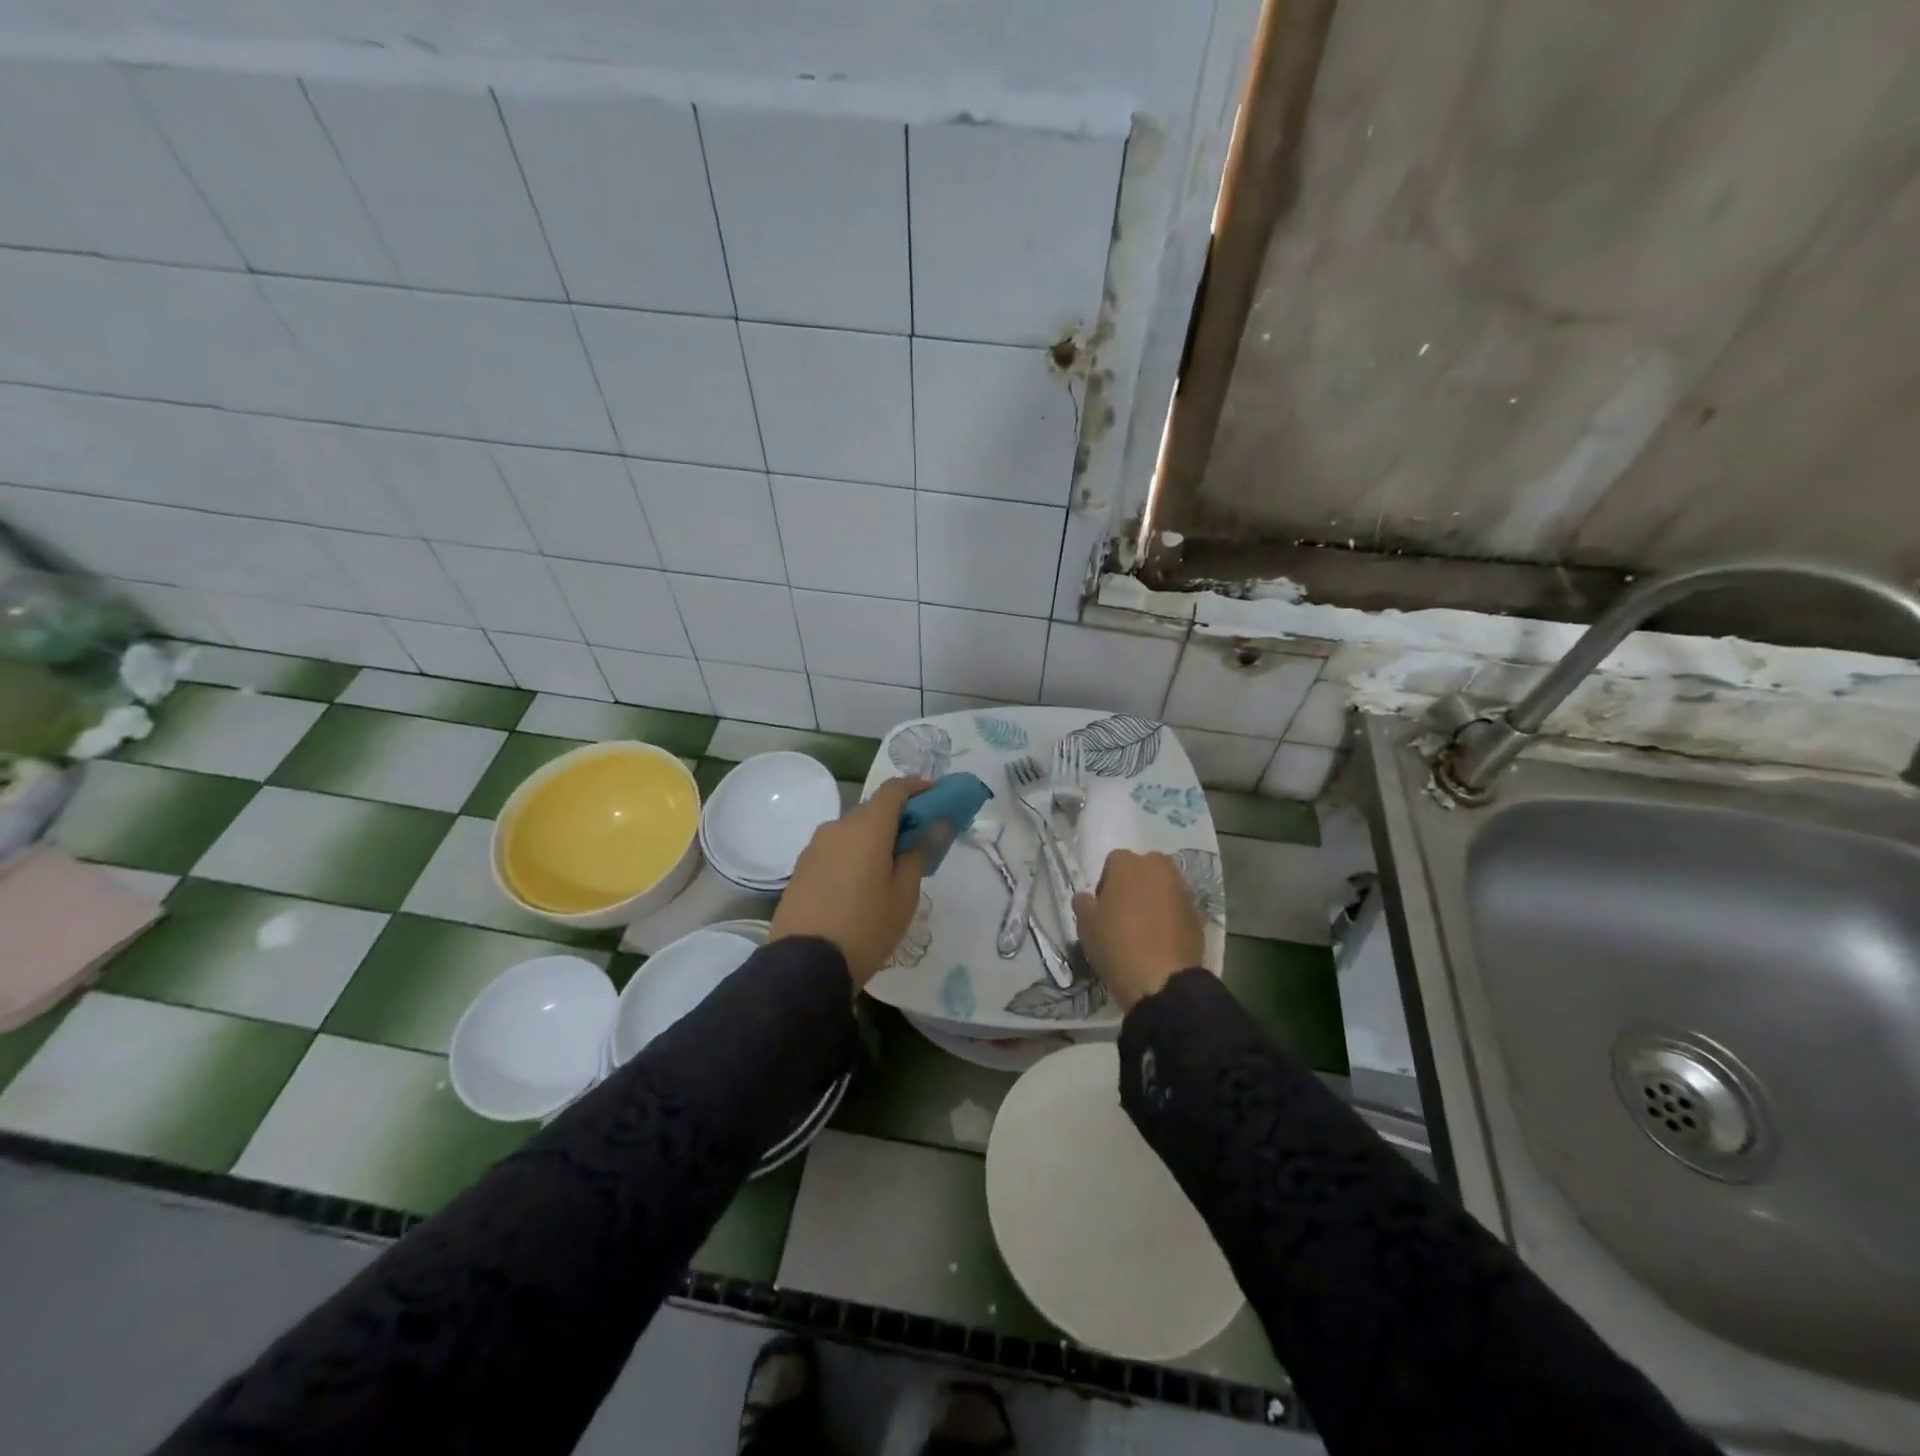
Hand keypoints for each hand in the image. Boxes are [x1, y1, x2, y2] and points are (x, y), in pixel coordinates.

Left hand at [772, 776, 930, 989]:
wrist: (804, 965)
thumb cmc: (866, 928)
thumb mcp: (904, 895)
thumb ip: (917, 853)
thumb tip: (932, 825)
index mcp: (866, 828)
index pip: (894, 789)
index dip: (917, 786)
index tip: (936, 794)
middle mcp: (837, 827)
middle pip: (872, 811)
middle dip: (897, 818)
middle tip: (918, 841)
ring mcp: (814, 847)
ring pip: (852, 831)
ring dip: (873, 838)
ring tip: (889, 869)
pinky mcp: (801, 867)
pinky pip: (835, 849)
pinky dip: (853, 854)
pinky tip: (861, 884)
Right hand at [1072, 850, 1203, 1010]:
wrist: (1163, 981)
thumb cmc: (1117, 945)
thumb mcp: (1086, 925)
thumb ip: (1083, 903)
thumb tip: (1087, 898)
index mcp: (1128, 864)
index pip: (1113, 862)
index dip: (1106, 884)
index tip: (1103, 908)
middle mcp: (1159, 868)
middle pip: (1144, 868)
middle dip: (1135, 884)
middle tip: (1124, 913)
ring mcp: (1182, 890)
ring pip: (1163, 886)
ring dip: (1154, 898)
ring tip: (1144, 928)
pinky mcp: (1198, 914)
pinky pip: (1178, 907)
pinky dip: (1170, 916)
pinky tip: (1161, 940)